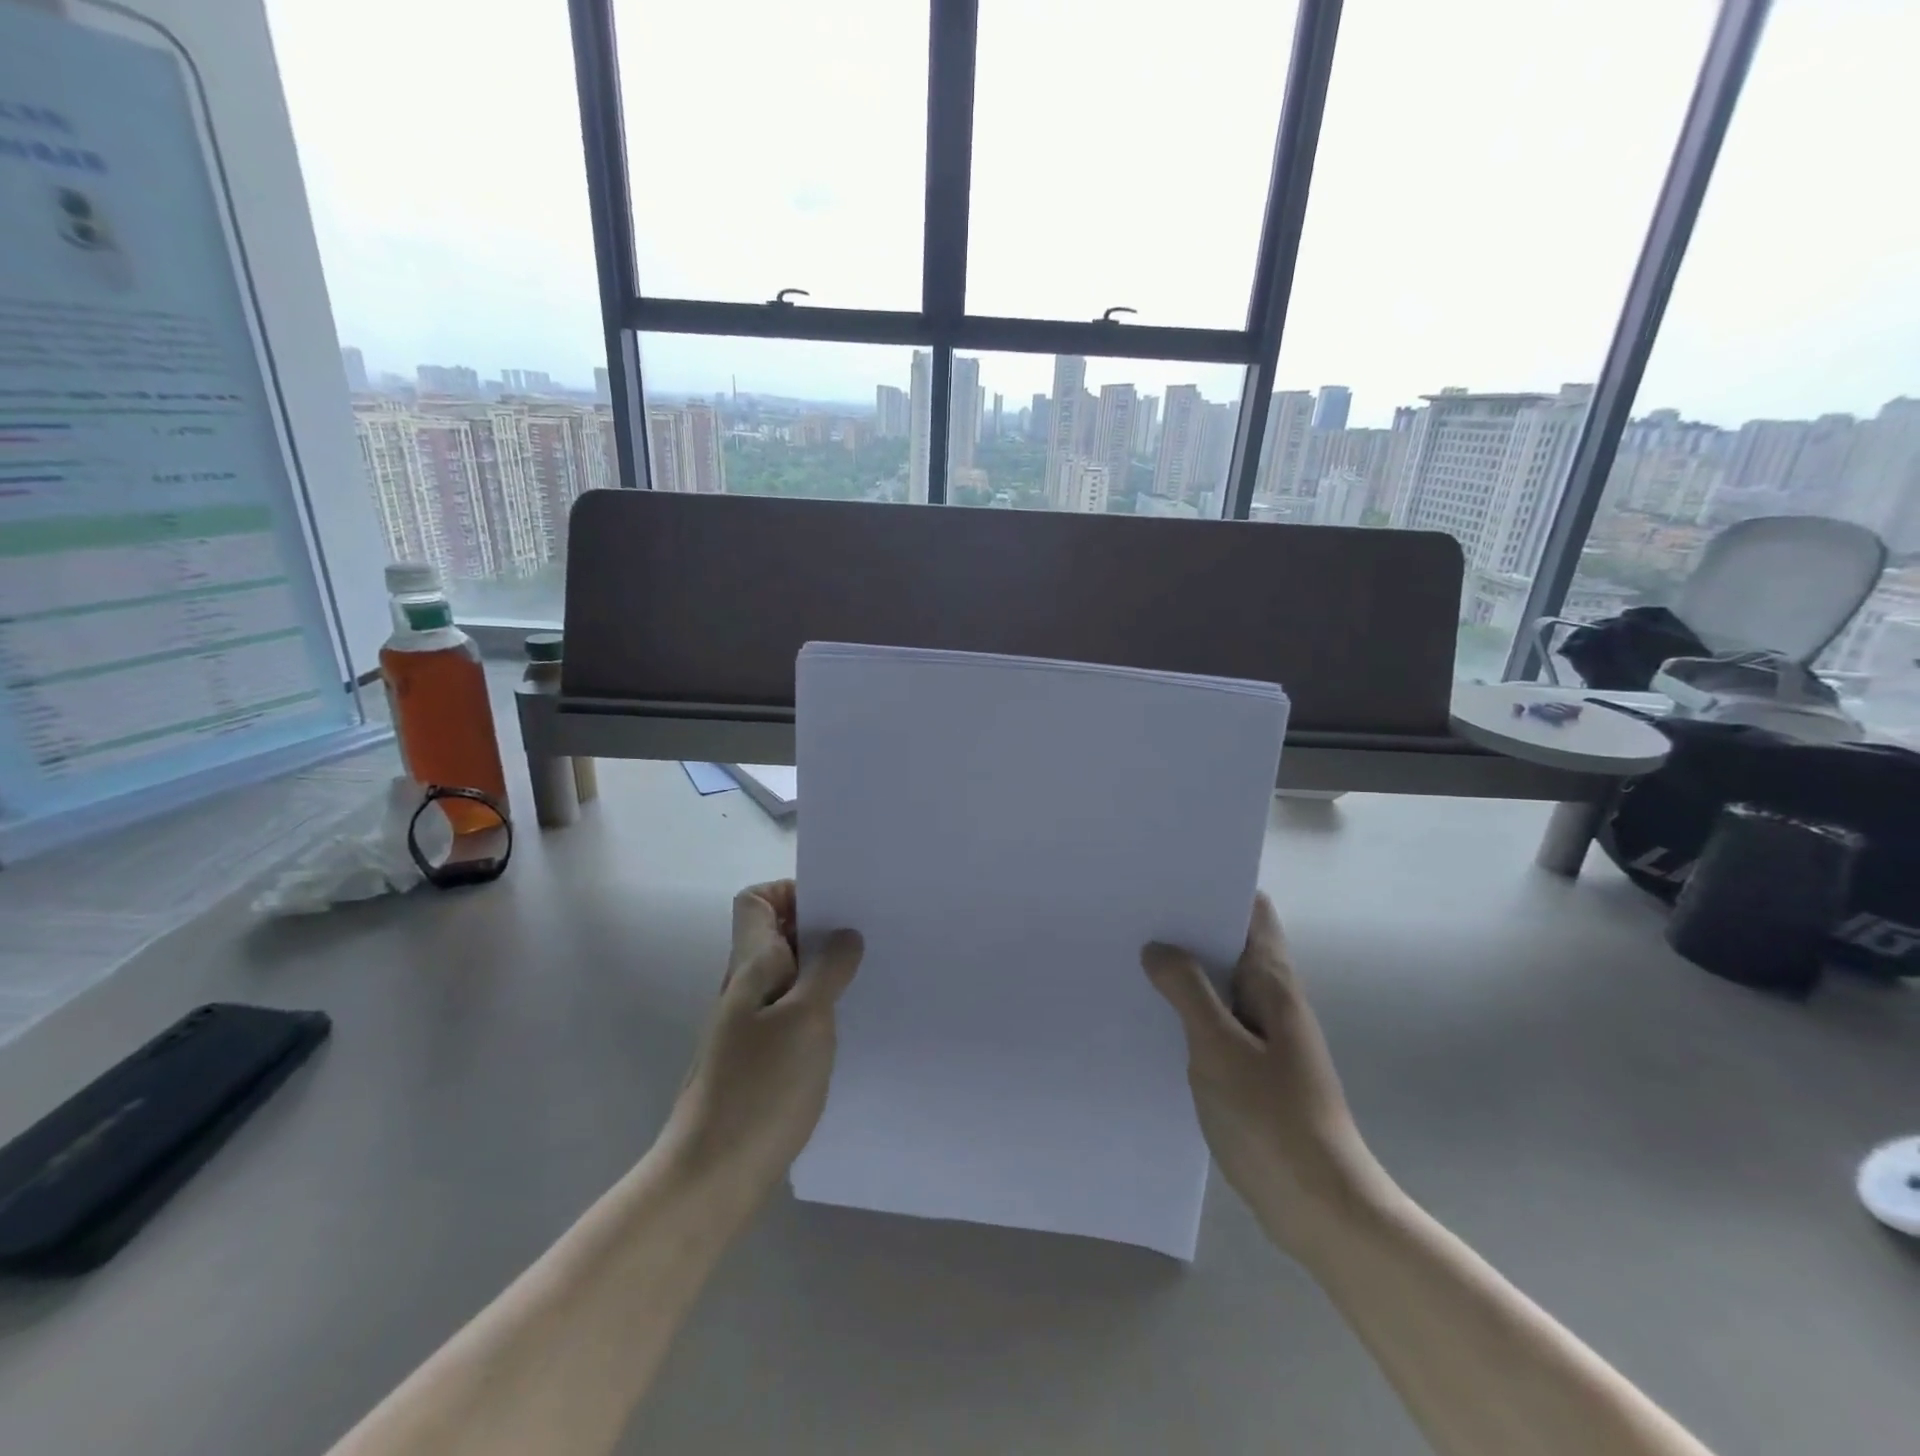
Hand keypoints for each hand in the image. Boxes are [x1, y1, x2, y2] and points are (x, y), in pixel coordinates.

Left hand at [664, 880, 863, 1211]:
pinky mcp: (757, 1059)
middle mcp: (744, 987)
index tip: (833, 907)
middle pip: (775, 934)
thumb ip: (827, 970)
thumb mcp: (806, 1019)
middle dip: (818, 928)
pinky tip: (846, 1024)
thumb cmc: (760, 1088)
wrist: (711, 1176)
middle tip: (866, 937)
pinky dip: (817, 1006)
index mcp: (750, 966)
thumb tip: (844, 935)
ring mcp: (747, 1025)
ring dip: (822, 969)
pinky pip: (790, 1011)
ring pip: (787, 974)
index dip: (790, 891)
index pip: (755, 900)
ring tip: (866, 976)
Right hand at [1143, 893, 1394, 1259]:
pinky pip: (1213, 1020)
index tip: (1168, 878)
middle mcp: (1270, 999)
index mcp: (1273, 983)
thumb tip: (1157, 948)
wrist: (1319, 1208)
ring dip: (1183, 969)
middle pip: (1230, 943)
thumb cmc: (1273, 1120)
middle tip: (1133, 913)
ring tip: (1130, 953)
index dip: (1215, 887)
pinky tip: (1148, 1013)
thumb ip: (1188, 992)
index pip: (1252, 911)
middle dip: (1187, 926)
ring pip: (1218, 983)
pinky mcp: (1249, 1066)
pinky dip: (1185, 1008)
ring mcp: (1261, 1034)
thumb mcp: (1219, 1050)